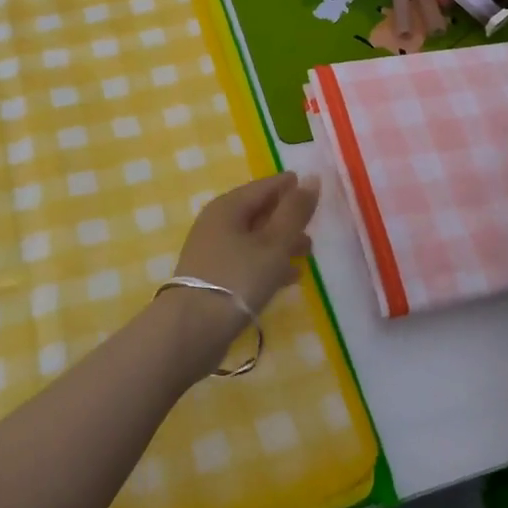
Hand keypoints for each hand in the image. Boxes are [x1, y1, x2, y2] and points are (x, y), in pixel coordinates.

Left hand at [163, 172, 319, 374]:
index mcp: (228, 206)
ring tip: (308, 252)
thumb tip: (311, 178)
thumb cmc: (237, 278)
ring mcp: (213, 252)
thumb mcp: (274, 243)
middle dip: (287, 217)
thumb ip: (294, 211)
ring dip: (281, 242)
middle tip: (315, 224)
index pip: (264, 186)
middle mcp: (217, 223)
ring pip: (254, 238)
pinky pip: (248, 261)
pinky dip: (269, 263)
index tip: (313, 186)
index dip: (289, 185)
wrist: (192, 330)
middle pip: (258, 211)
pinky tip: (290, 277)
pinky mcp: (214, 278)